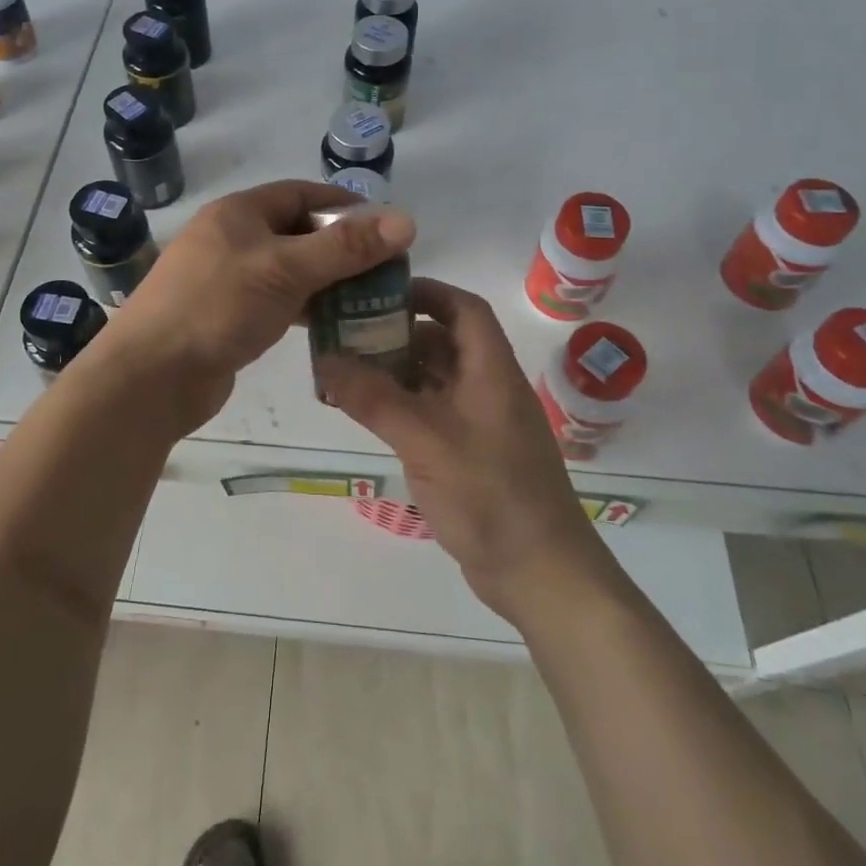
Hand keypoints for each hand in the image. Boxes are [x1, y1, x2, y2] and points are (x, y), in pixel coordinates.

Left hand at [103, 180, 416, 434]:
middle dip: (339, 248)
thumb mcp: (285, 270)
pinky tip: (331, 324)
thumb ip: (346, 248)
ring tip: (368, 298)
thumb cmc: (217, 307)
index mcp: (238, 213)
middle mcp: (230, 239)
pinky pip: (274, 302)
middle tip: (384, 269)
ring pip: (287, 270)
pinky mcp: (225, 317)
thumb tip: (407, 220)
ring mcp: (225, 280)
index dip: (343, 204)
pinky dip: (303, 308)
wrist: (151, 376)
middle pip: (296, 232)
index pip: (300, 193)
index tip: (384, 225)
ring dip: (324, 280)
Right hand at [315, 278, 619, 622]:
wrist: (539, 573)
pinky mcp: (471, 455)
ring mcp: (481, 424)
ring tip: (347, 372)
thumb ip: (373, 398)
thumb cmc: (490, 494)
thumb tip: (325, 359)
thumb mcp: (425, 440)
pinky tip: (369, 415)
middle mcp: (488, 389)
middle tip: (348, 334)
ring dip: (396, 372)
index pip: (464, 308)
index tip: (379, 293)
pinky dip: (402, 407)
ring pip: (435, 380)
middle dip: (398, 333)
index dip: (427, 292)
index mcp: (491, 371)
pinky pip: (432, 414)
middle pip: (445, 342)